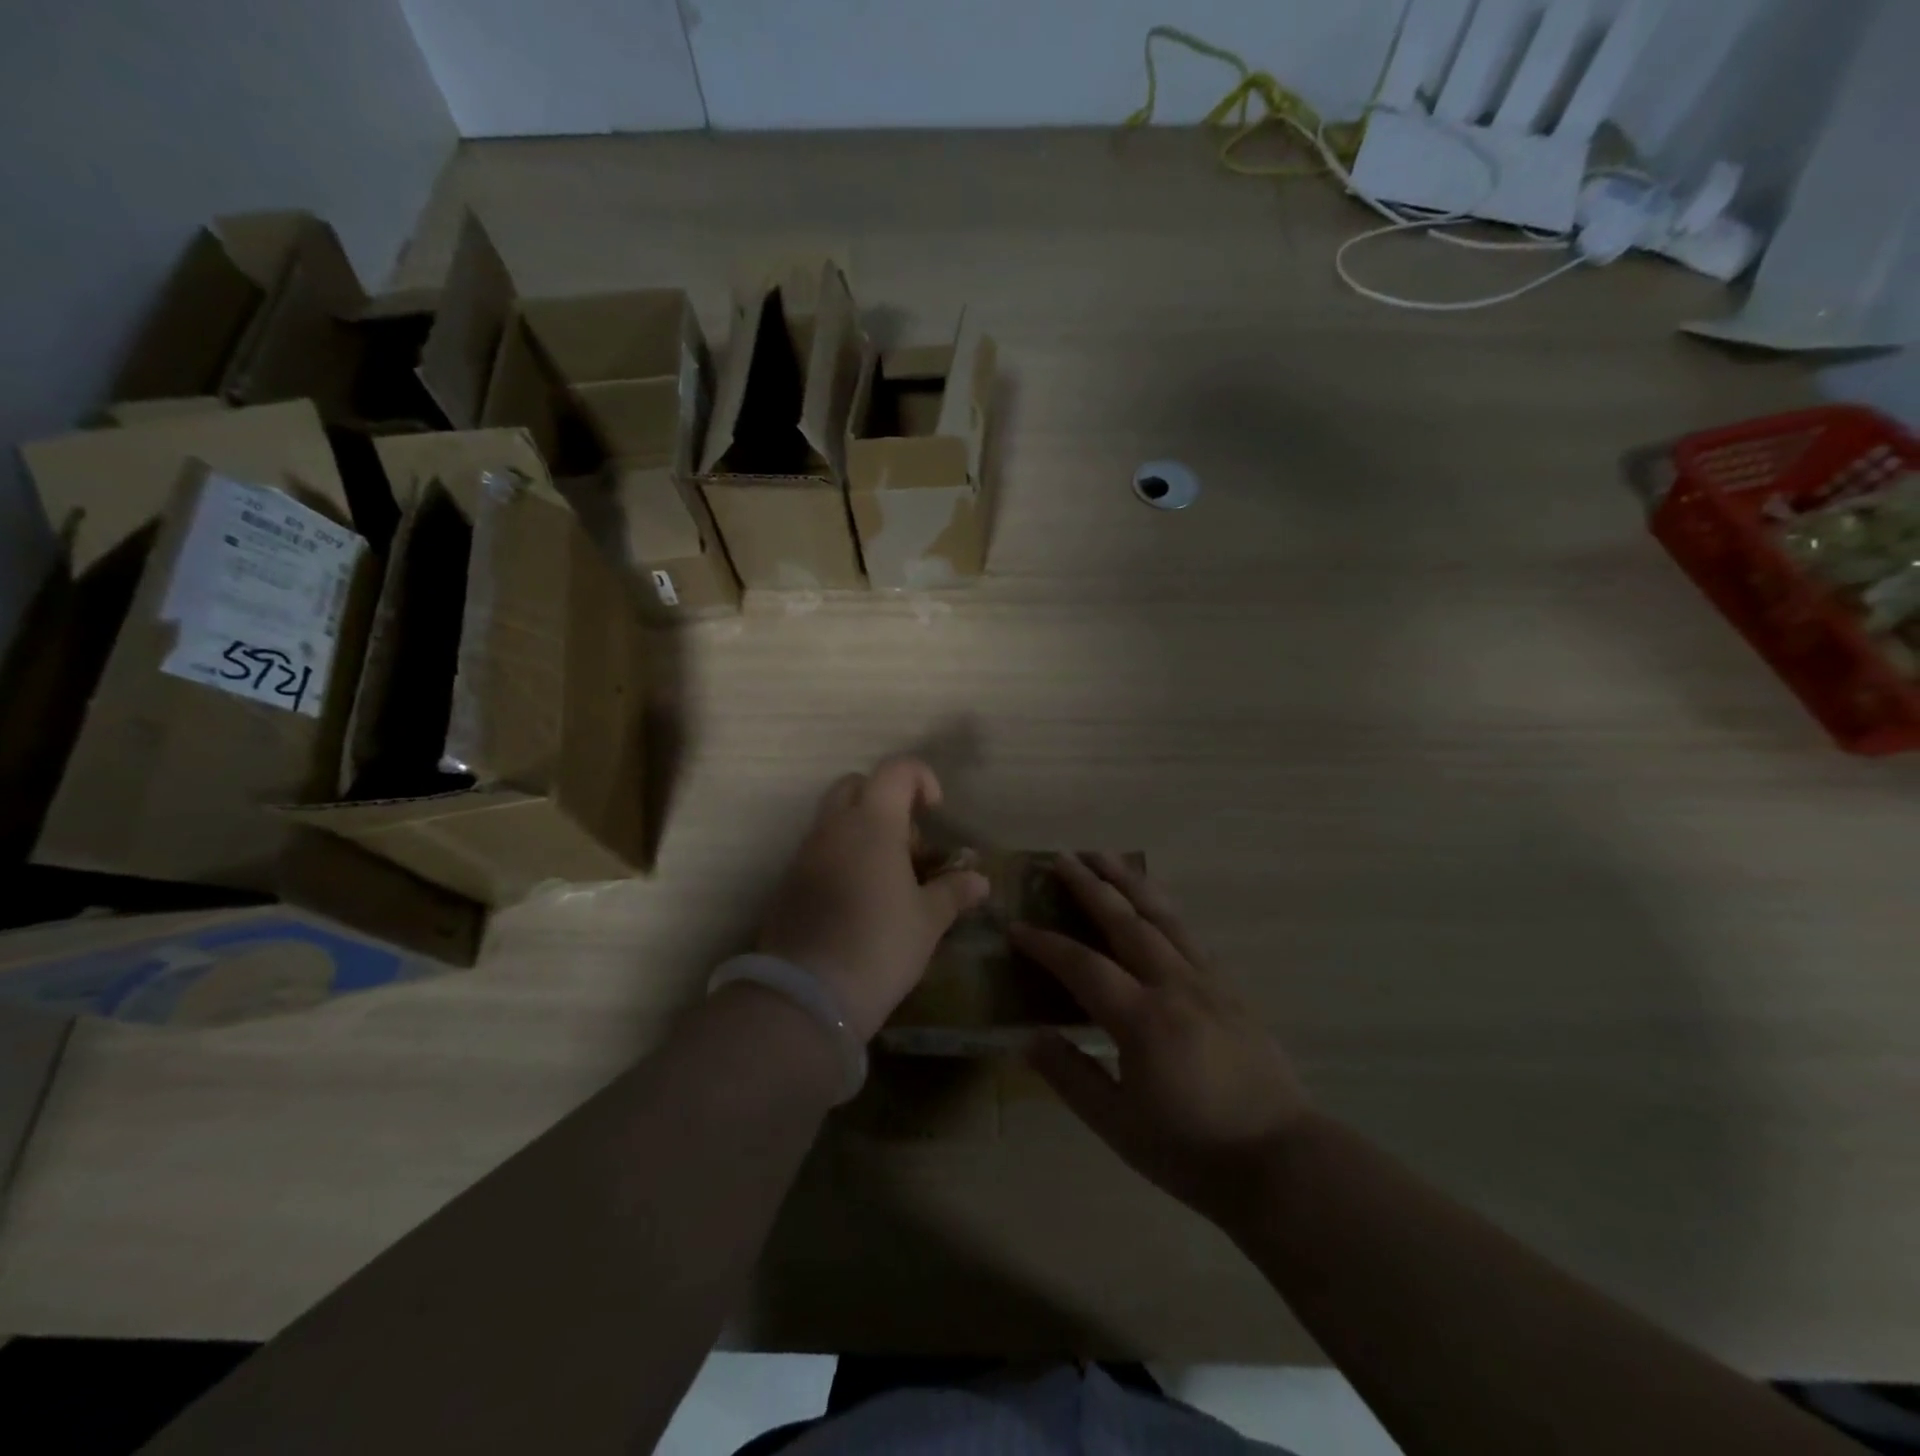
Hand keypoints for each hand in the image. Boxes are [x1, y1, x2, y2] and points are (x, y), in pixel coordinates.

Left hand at [757, 757, 989, 1041]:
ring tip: (888, 877)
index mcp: (873, 823)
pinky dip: (842, 857)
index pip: (896, 770)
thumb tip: (979, 880)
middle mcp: (834, 827)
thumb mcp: (928, 921)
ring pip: (834, 818)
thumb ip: (954, 892)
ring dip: (862, 831)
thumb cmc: (879, 946)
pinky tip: (859, 899)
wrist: (807, 994)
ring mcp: (805, 853)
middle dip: (886, 800)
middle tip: (909, 843)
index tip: (935, 812)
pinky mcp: (788, 882)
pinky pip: (819, 850)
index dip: (921, 778)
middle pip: (856, 785)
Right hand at [1014, 854, 1311, 1226]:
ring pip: (1163, 916)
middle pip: (1126, 921)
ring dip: (1129, 882)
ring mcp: (1208, 982)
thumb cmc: (1193, 1151)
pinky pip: (1189, 934)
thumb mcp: (1118, 1126)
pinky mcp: (1230, 988)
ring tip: (1104, 856)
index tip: (1016, 926)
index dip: (1046, 945)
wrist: (1282, 1162)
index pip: (1083, 966)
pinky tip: (1152, 903)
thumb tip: (1030, 1037)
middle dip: (1090, 886)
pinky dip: (1163, 908)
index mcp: (1143, 1020)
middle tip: (1062, 858)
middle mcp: (1175, 986)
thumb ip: (1071, 1077)